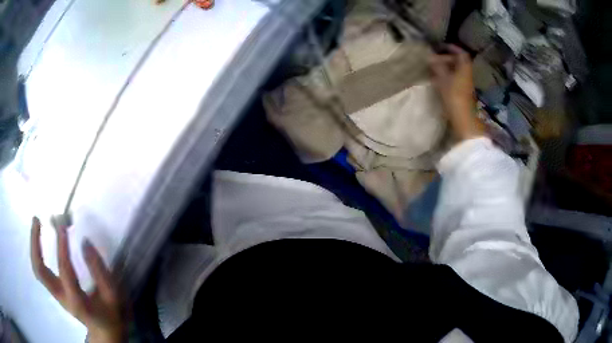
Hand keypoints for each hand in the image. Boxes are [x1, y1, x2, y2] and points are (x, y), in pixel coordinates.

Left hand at [30, 217, 124, 342]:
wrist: (105, 333)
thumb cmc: (112, 314)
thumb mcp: (114, 296)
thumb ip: (101, 271)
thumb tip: (84, 241)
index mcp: (78, 302)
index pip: (65, 271)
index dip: (62, 246)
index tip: (63, 224)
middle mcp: (62, 298)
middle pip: (40, 271)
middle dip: (35, 243)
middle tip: (37, 219)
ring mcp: (56, 295)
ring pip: (37, 270)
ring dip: (34, 246)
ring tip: (36, 223)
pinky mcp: (55, 291)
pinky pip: (41, 270)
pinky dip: (37, 253)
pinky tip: (40, 240)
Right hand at [429, 45, 484, 140]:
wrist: (463, 119)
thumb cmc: (454, 97)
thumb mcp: (443, 79)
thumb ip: (437, 66)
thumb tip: (430, 57)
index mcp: (464, 68)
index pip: (461, 53)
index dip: (452, 48)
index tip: (441, 46)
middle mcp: (467, 74)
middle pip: (459, 62)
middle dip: (447, 58)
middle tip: (434, 59)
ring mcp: (466, 84)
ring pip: (457, 71)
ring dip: (447, 68)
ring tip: (434, 68)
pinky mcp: (463, 93)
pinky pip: (456, 79)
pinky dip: (448, 76)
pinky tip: (439, 80)